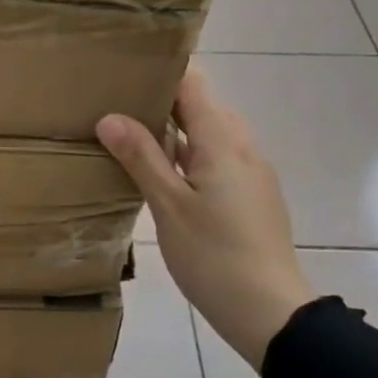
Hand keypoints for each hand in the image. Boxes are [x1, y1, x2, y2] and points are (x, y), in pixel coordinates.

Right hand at [97, 67, 315, 371]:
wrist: (269, 310)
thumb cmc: (214, 256)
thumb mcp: (169, 206)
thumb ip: (141, 158)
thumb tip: (109, 117)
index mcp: (223, 142)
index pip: (194, 84)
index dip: (162, 70)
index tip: (124, 67)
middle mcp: (242, 147)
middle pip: (202, 105)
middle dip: (162, 97)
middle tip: (116, 99)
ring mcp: (251, 172)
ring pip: (210, 132)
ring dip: (175, 127)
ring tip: (130, 130)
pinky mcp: (251, 194)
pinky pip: (217, 156)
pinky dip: (188, 152)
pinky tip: (161, 171)